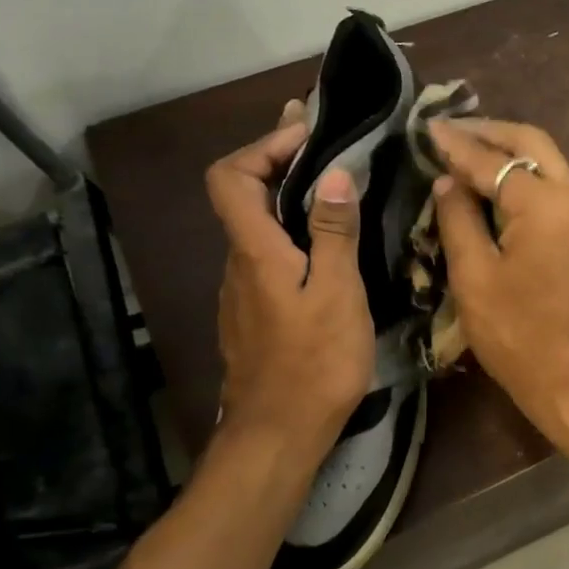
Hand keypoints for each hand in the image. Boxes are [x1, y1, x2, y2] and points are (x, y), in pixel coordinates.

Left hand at [205, 102, 372, 455]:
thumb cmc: (315, 362)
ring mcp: (242, 294)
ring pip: (259, 231)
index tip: (307, 134)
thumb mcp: (337, 293)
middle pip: (243, 197)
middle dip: (281, 164)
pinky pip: (269, 259)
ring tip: (337, 194)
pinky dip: (293, 237)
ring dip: (289, 202)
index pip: (231, 176)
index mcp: (255, 251)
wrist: (279, 434)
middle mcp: (238, 264)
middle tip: (328, 149)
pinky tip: (328, 253)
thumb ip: (334, 233)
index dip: (263, 145)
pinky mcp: (254, 317)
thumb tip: (333, 174)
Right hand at [428, 118, 568, 442]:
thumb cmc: (517, 331)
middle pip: (532, 143)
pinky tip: (498, 185)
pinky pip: (555, 186)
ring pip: (549, 161)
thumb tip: (448, 181)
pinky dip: (527, 174)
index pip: (490, 160)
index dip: (455, 144)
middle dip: (491, 132)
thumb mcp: (474, 275)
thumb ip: (459, 219)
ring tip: (470, 149)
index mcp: (542, 201)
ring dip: (511, 150)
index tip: (426, 128)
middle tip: (451, 130)